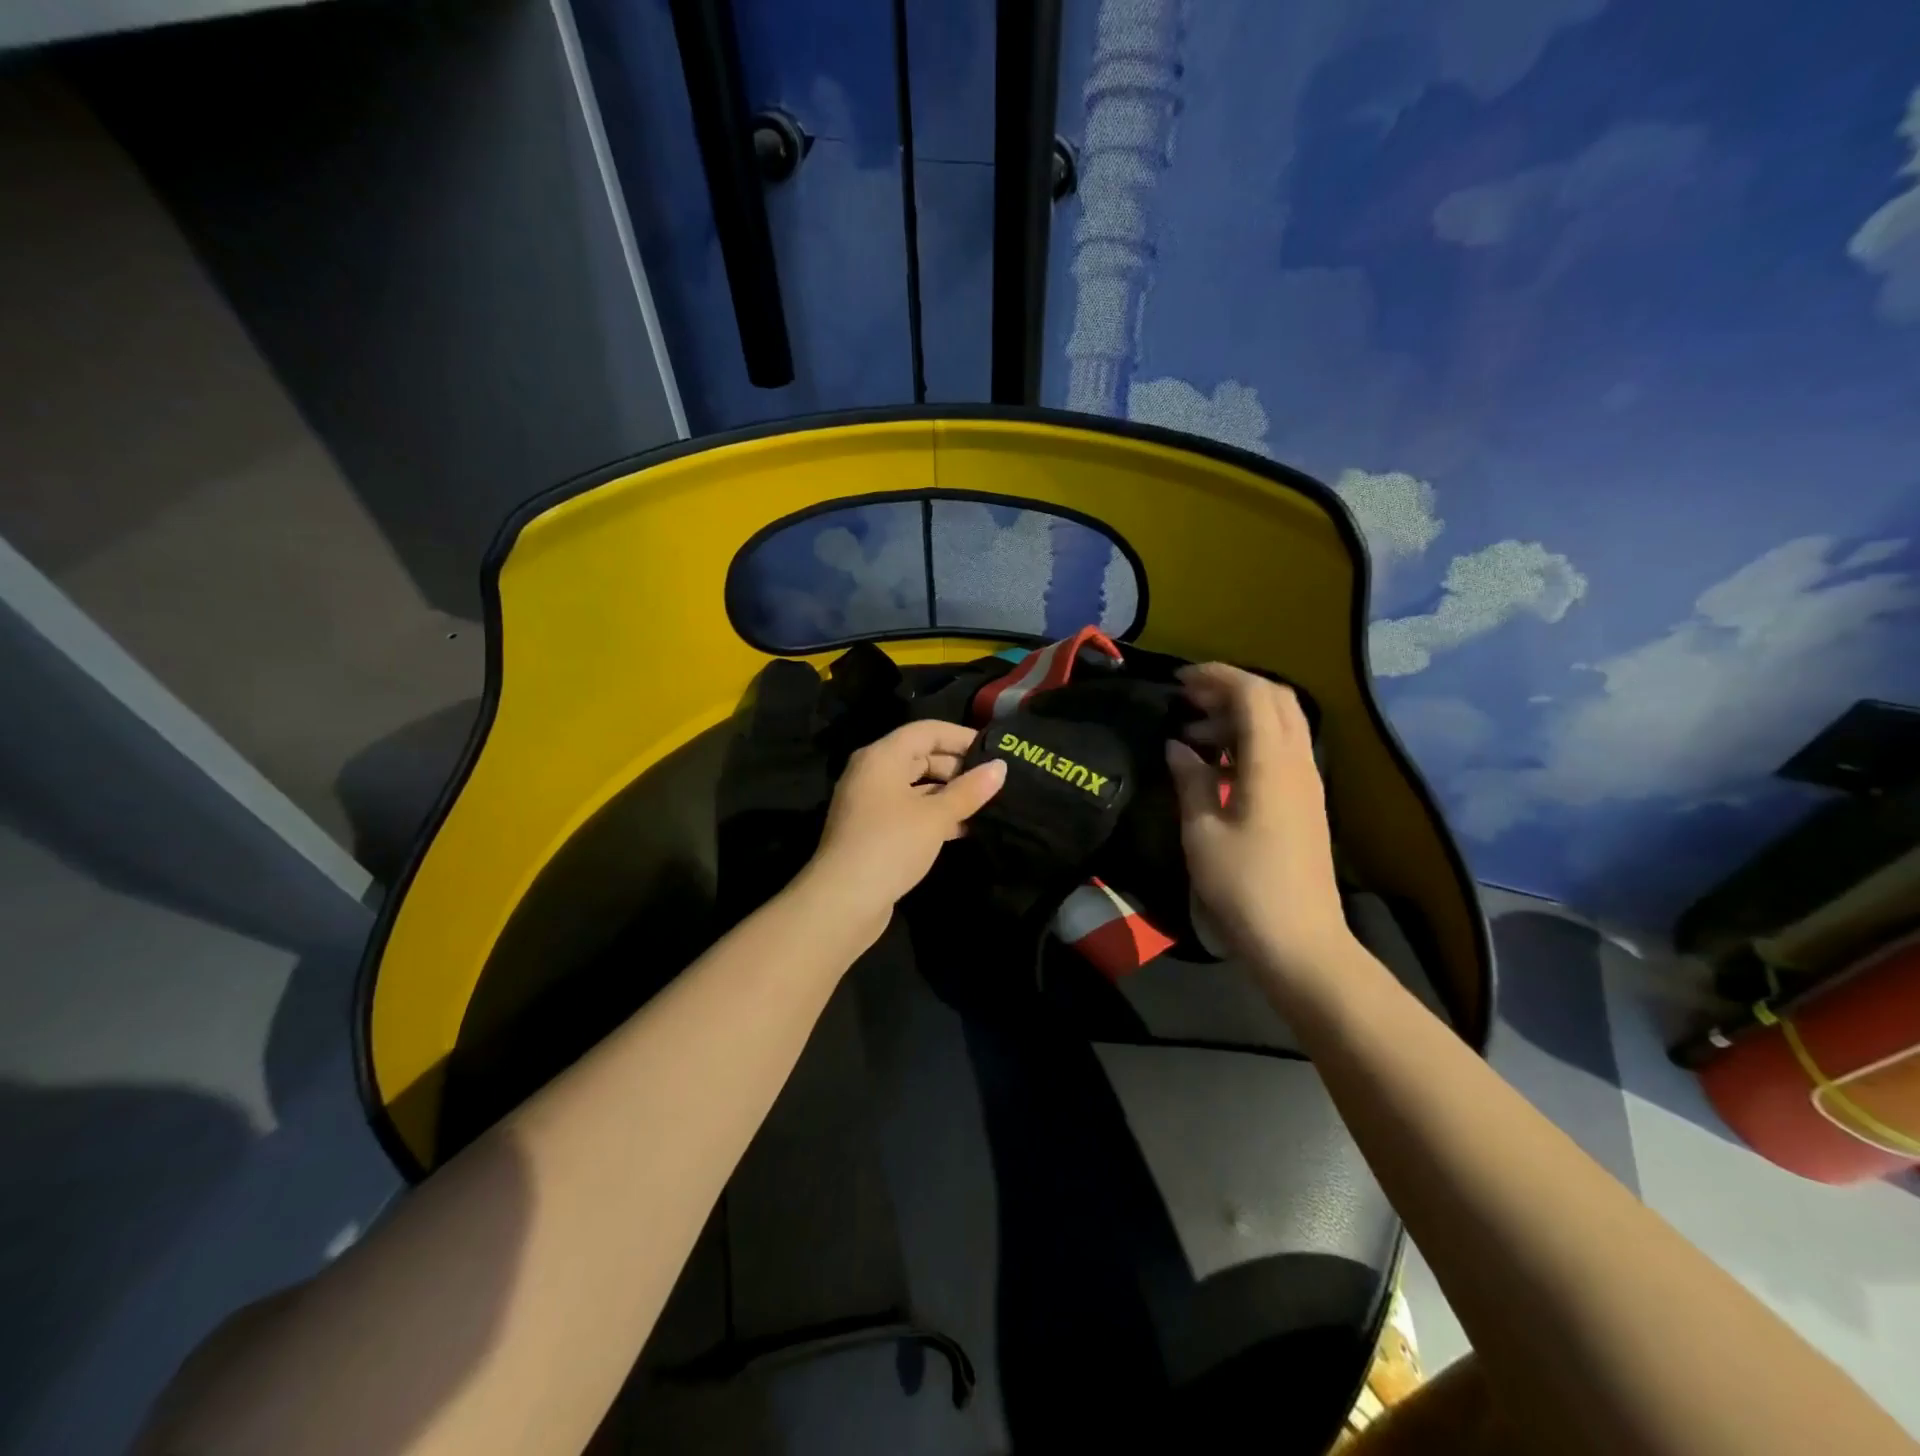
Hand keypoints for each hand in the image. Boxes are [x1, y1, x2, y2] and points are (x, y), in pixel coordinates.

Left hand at [804, 720, 1007, 930]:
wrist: (842, 901)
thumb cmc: (890, 845)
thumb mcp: (935, 816)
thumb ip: (969, 790)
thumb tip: (1000, 767)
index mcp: (882, 757)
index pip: (926, 731)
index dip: (961, 737)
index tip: (994, 751)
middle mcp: (872, 773)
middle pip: (920, 756)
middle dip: (957, 767)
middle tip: (994, 781)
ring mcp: (870, 803)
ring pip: (916, 786)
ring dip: (948, 794)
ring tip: (986, 805)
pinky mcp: (873, 830)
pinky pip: (909, 810)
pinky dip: (934, 815)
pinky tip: (963, 828)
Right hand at [1165, 664, 1355, 983]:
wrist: (1299, 941)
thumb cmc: (1244, 886)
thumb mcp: (1201, 832)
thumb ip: (1189, 780)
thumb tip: (1178, 746)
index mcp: (1272, 763)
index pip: (1252, 694)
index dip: (1216, 677)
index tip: (1178, 681)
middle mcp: (1298, 762)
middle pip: (1275, 699)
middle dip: (1231, 687)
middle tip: (1187, 699)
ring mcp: (1307, 782)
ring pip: (1282, 723)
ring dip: (1240, 714)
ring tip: (1195, 733)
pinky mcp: (1306, 801)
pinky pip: (1281, 749)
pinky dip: (1250, 739)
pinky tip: (1218, 763)